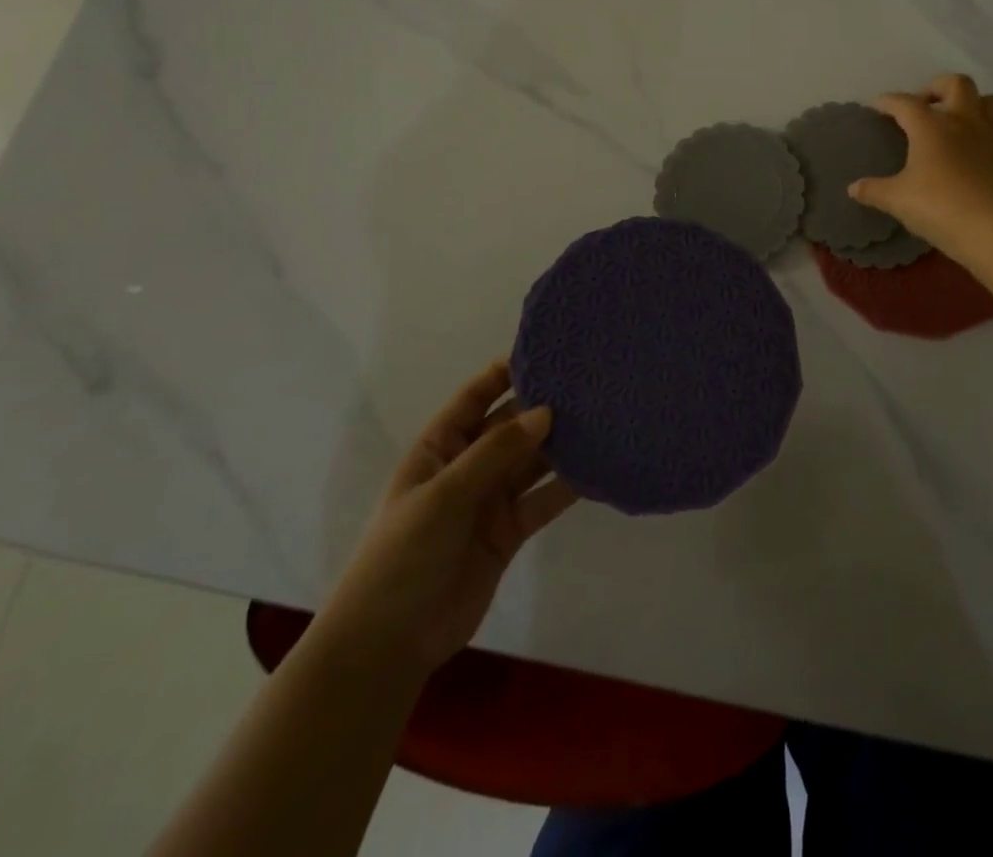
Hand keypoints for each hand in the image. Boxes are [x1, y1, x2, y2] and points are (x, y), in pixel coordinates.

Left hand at [323, 362, 579, 681]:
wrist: (390, 643)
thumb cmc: (403, 555)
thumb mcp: (444, 495)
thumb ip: (496, 452)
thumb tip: (545, 412)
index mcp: (440, 447)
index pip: (475, 396)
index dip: (506, 371)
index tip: (547, 350)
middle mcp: (468, 466)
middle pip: (510, 426)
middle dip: (543, 406)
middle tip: (589, 383)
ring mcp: (489, 499)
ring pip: (531, 461)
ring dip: (561, 444)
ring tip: (602, 418)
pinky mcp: (509, 531)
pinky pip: (543, 500)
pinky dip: (567, 487)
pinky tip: (598, 469)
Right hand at [850, 74, 992, 253]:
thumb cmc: (938, 207)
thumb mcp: (897, 200)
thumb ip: (874, 190)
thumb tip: (853, 188)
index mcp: (930, 126)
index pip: (905, 103)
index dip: (888, 101)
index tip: (878, 106)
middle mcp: (964, 121)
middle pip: (956, 84)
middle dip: (938, 87)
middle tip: (926, 105)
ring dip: (976, 104)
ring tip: (962, 120)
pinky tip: (990, 147)